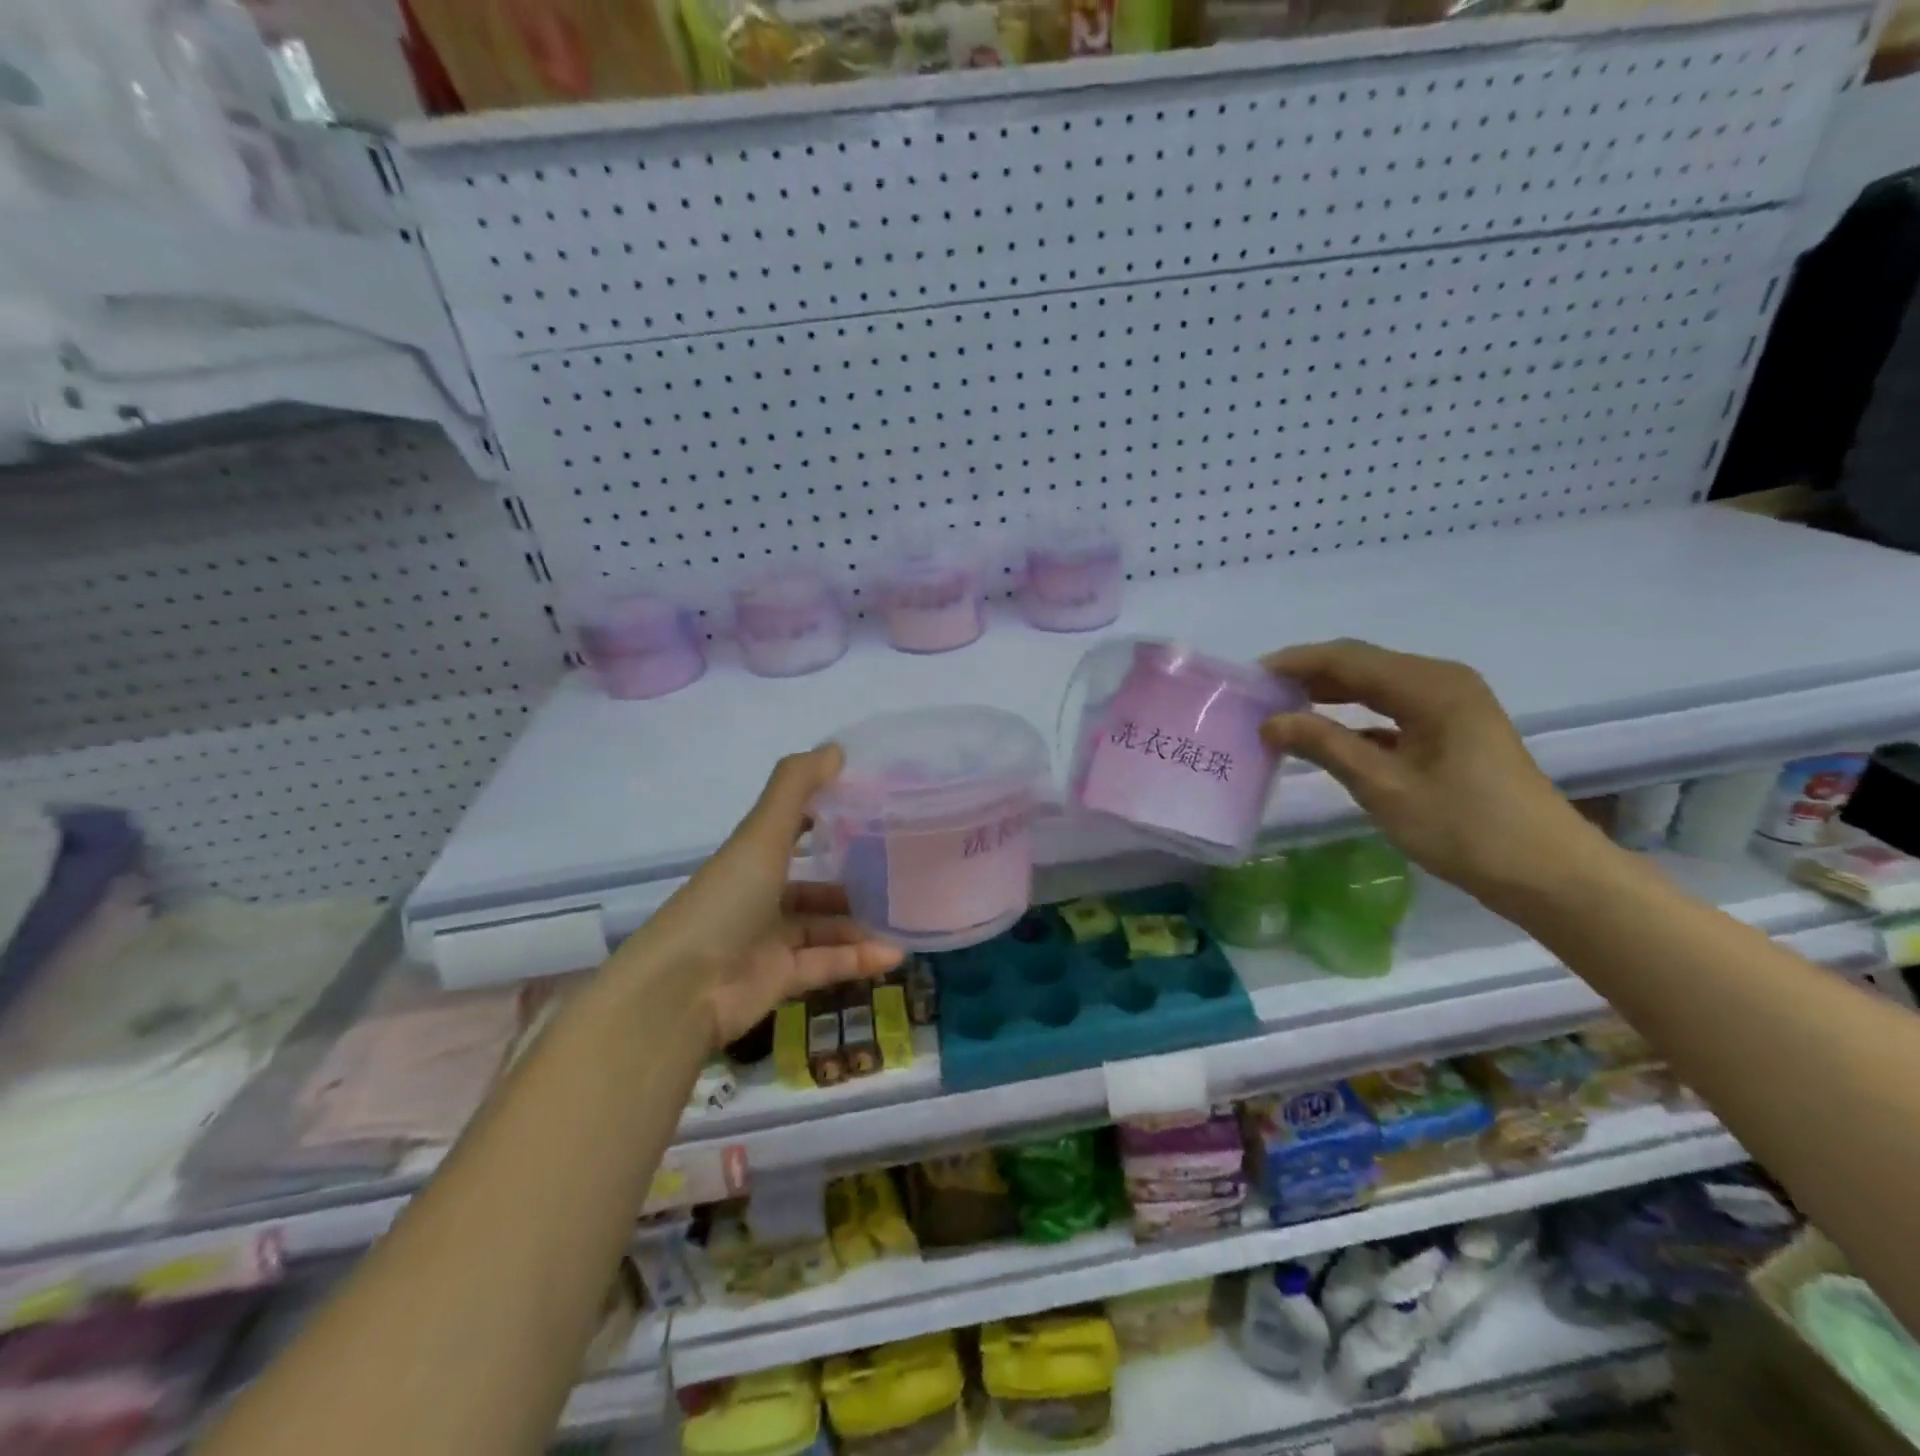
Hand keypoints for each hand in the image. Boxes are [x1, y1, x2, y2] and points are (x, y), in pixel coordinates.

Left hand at [642, 746, 903, 1047]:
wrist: (681, 990)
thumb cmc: (725, 902)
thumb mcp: (761, 836)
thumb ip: (795, 788)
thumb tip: (836, 748)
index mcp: (752, 860)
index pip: (792, 831)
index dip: (825, 818)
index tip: (870, 811)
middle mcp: (761, 897)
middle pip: (814, 886)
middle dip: (853, 882)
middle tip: (900, 875)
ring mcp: (770, 941)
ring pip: (825, 928)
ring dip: (862, 926)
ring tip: (906, 919)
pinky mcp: (780, 980)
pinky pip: (827, 965)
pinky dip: (858, 961)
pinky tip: (894, 956)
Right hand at [1259, 639, 1607, 907]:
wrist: (1547, 873)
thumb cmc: (1464, 827)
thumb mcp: (1383, 786)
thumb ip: (1324, 745)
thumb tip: (1269, 722)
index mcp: (1429, 686)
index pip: (1346, 659)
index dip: (1294, 663)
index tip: (1249, 678)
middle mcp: (1441, 681)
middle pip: (1361, 665)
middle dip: (1308, 676)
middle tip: (1258, 695)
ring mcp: (1451, 704)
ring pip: (1376, 685)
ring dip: (1329, 694)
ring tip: (1281, 709)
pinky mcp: (1454, 728)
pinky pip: (1392, 708)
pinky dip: (1355, 715)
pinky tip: (1326, 734)